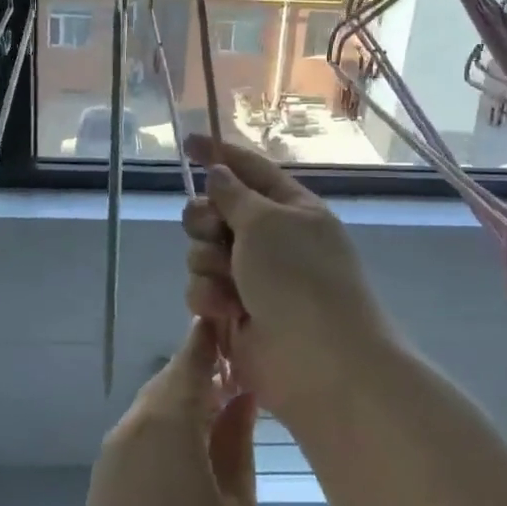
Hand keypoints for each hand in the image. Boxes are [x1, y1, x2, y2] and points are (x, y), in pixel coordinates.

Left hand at [58, 322, 259, 505]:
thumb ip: (236, 445)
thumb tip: (240, 396)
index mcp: (165, 423)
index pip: (192, 357)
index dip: (216, 338)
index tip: (244, 324)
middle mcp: (130, 429)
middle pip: (170, 381)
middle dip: (207, 373)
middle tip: (252, 380)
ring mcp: (111, 461)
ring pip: (155, 410)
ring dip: (189, 404)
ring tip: (234, 417)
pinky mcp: (105, 491)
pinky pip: (142, 440)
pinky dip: (171, 433)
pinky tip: (201, 457)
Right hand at [181, 135, 387, 419]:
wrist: (319, 362)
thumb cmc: (299, 278)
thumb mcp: (267, 222)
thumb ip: (234, 194)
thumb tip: (219, 172)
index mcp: (290, 208)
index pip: (250, 169)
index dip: (218, 154)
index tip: (187, 143)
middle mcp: (270, 239)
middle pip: (215, 211)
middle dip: (205, 220)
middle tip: (213, 231)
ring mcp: (252, 277)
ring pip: (202, 252)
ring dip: (208, 263)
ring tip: (229, 284)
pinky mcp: (235, 311)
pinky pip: (202, 288)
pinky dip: (210, 296)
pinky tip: (226, 310)